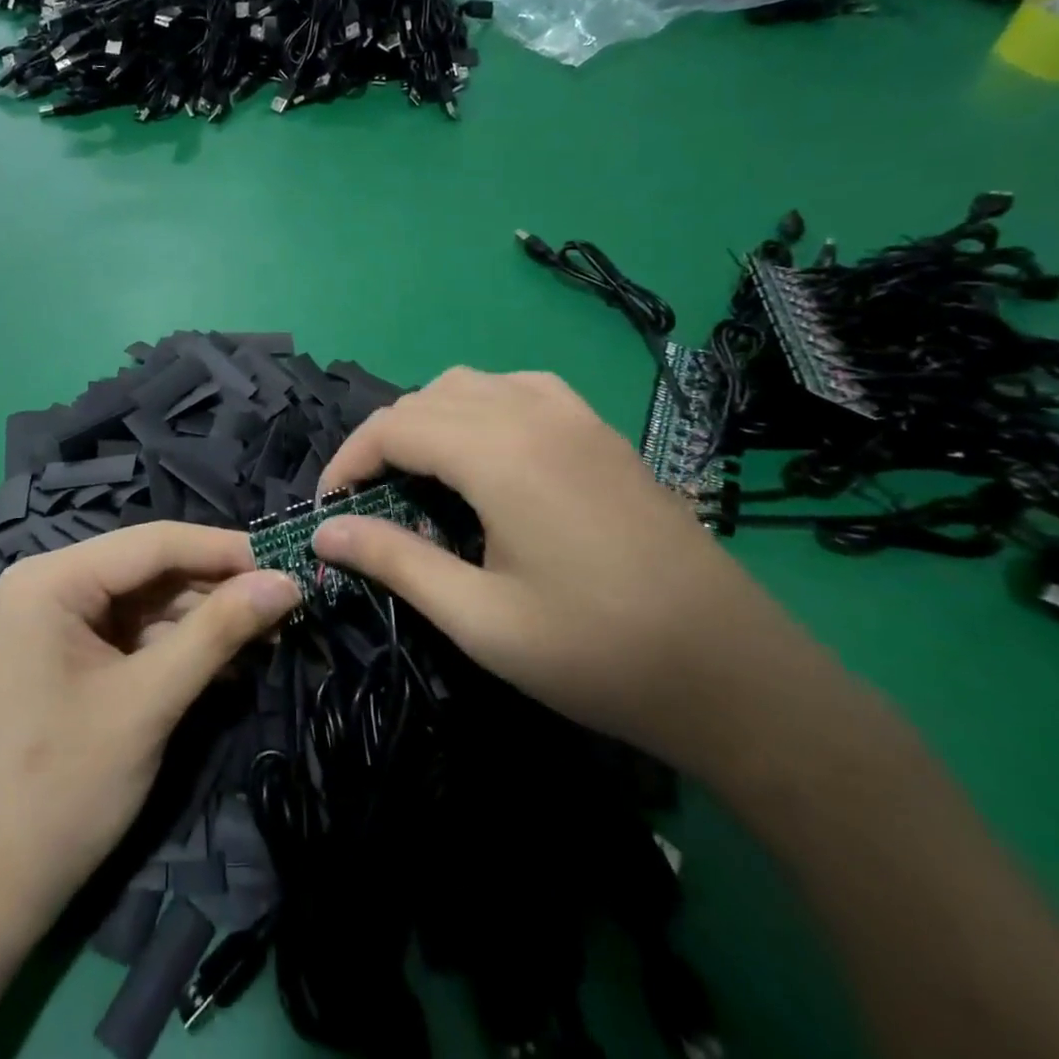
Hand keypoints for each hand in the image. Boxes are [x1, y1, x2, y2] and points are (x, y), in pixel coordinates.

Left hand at [0, 523, 298, 931]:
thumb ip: (219, 632)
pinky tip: (229, 657)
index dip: (225, 549)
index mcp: (50, 580)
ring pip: (148, 600)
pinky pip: (134, 631)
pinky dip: (179, 643)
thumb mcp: (149, 703)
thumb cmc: (62, 789)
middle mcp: (48, 584)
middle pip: (151, 568)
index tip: (290, 560)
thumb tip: (287, 582)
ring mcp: (54, 620)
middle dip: (218, 587)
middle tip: (286, 603)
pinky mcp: (67, 653)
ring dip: (205, 617)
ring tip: (270, 632)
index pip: (154, 542)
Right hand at [311, 369, 829, 780]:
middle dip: (383, 440)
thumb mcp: (479, 619)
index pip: (394, 427)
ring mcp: (576, 416)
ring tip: (419, 475)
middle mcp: (533, 413)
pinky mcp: (603, 433)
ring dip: (430, 419)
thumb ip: (395, 561)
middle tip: (368, 500)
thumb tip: (323, 534)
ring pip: (473, 384)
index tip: (328, 506)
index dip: (348, 460)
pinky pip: (522, 390)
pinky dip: (482, 408)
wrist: (734, 674)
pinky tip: (489, 453)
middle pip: (427, 399)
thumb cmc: (596, 653)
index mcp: (500, 453)